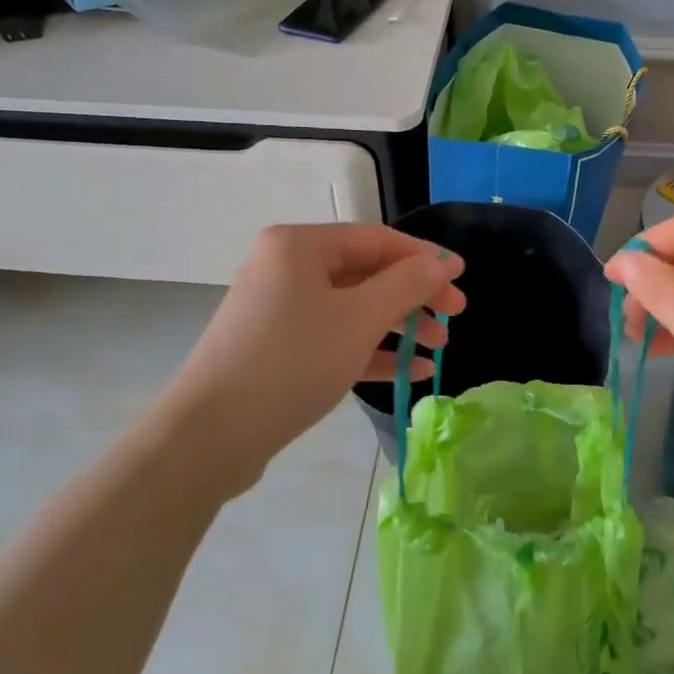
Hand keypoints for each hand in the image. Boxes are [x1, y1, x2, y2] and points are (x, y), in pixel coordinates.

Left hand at [159, 224, 465, 494]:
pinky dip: (371, 351)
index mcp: (299, 245)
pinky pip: (334, 338)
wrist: (211, 435)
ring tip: (438, 347)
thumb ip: (408, 285)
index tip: (462, 279)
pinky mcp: (278, 348)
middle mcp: (286, 268)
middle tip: (454, 317)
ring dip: (398, 325)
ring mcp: (280, 310)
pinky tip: (410, 371)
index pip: (376, 239)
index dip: (423, 257)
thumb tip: (444, 261)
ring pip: (352, 308)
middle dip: (413, 295)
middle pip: (366, 272)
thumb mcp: (359, 319)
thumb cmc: (292, 361)